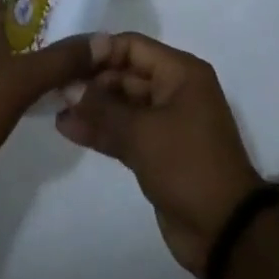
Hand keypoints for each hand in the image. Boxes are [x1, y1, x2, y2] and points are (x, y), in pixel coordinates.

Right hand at [55, 33, 268, 275]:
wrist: (224, 231)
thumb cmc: (187, 165)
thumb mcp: (142, 133)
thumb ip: (103, 109)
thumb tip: (68, 88)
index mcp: (181, 73)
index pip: (133, 47)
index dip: (99, 51)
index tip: (65, 60)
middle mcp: (174, 90)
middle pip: (126, 74)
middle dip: (92, 81)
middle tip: (54, 88)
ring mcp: (166, 122)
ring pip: (123, 105)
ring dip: (92, 107)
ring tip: (55, 109)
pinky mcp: (157, 151)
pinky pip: (125, 131)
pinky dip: (101, 130)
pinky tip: (69, 129)